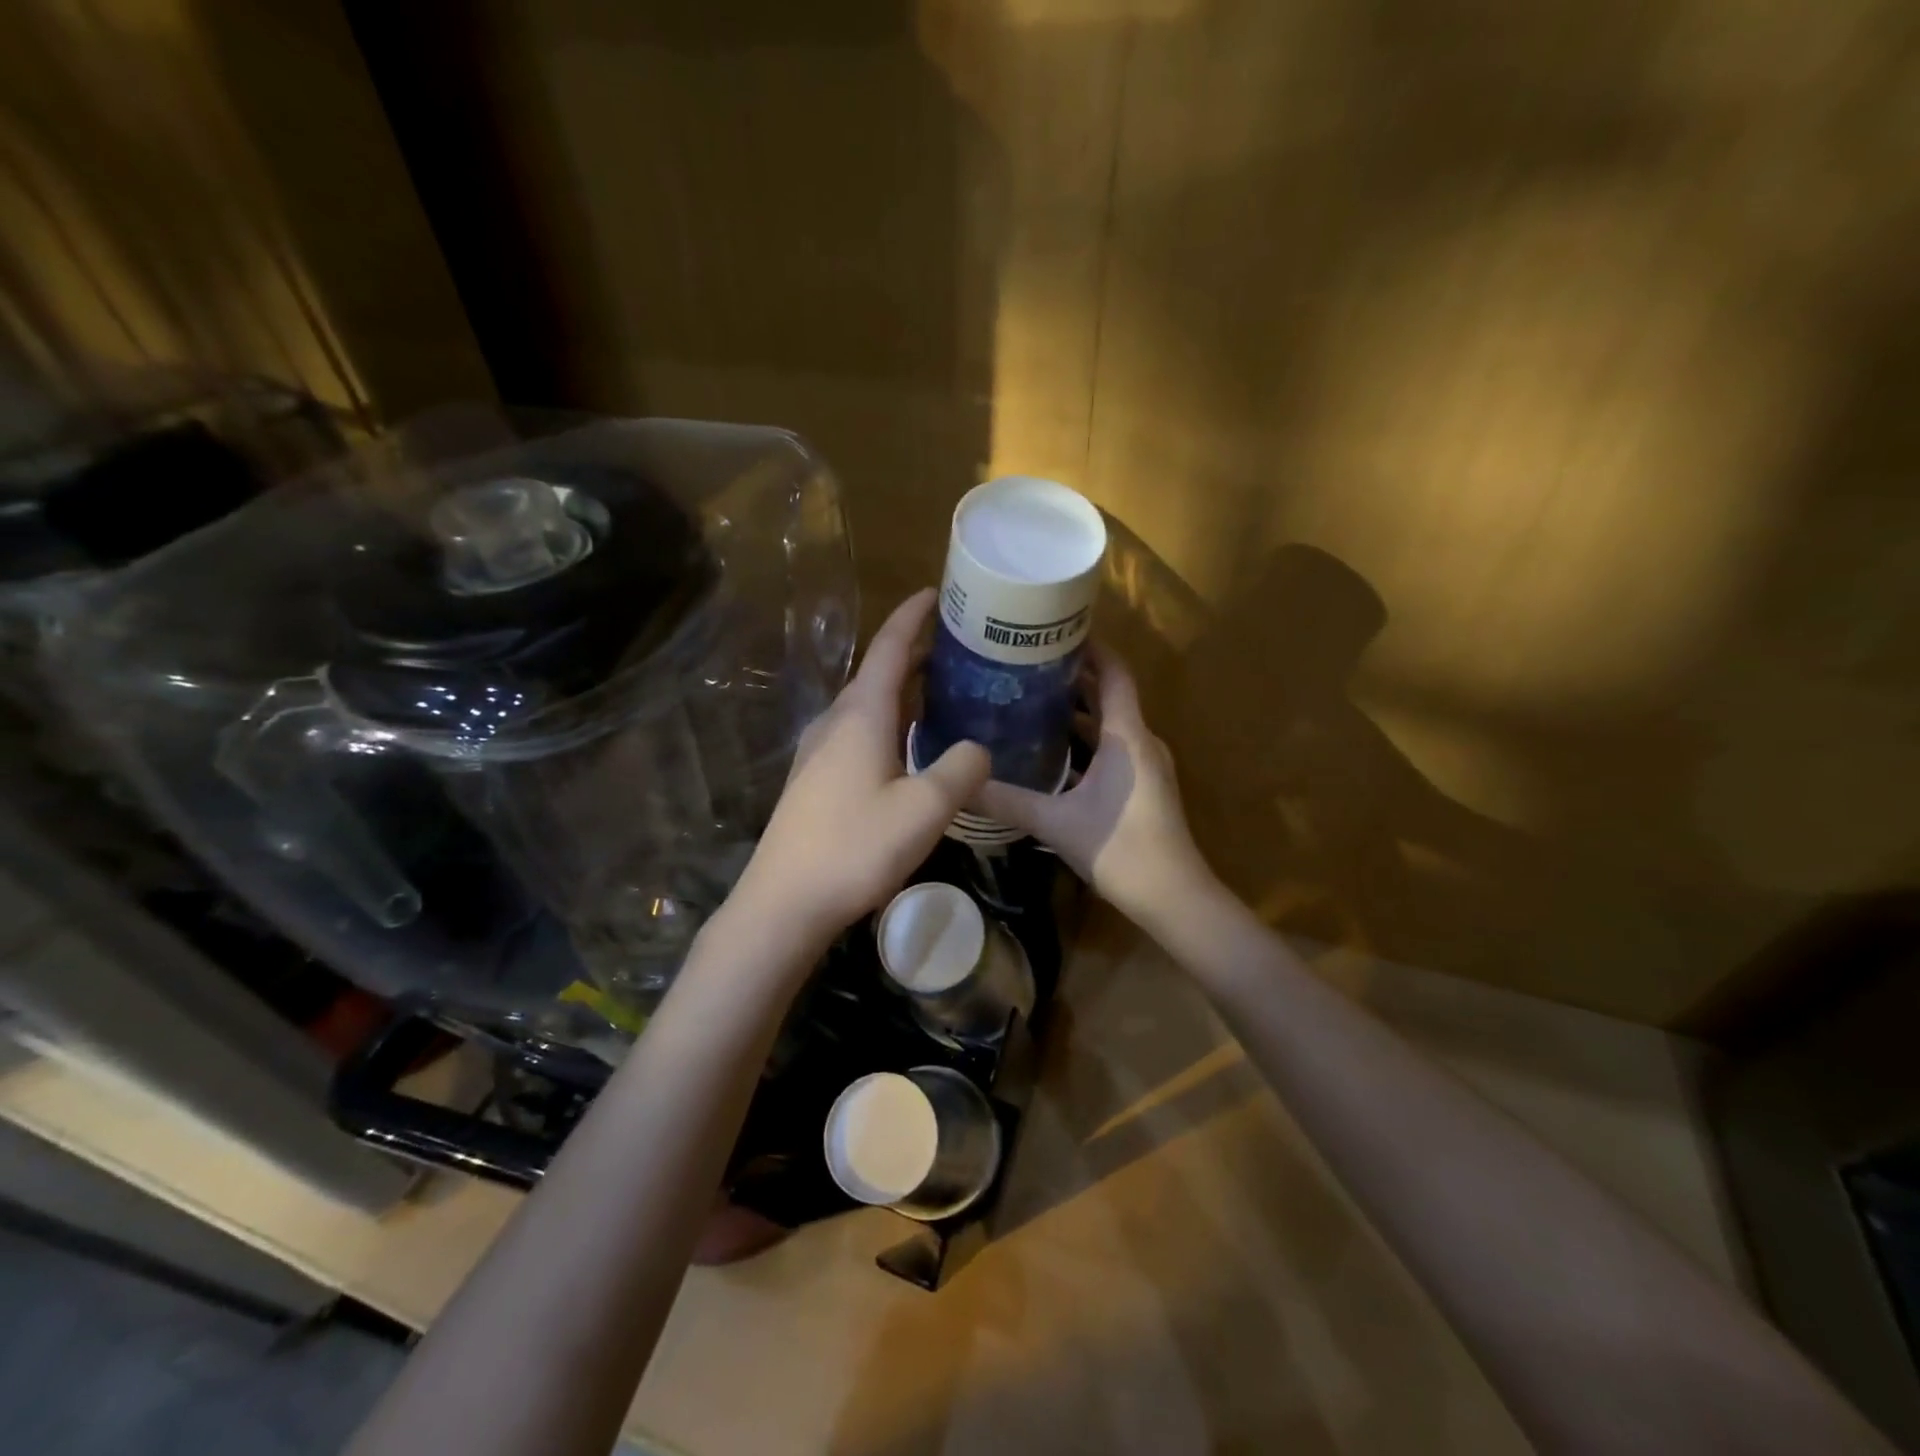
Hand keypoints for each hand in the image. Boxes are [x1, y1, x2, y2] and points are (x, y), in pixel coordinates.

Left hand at [727, 589, 989, 948]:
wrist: (784, 902)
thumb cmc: (856, 846)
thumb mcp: (925, 808)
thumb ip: (961, 769)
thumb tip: (977, 749)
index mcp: (861, 714)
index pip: (890, 647)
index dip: (913, 616)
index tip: (936, 592)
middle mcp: (835, 722)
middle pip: (878, 673)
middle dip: (916, 654)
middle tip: (959, 648)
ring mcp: (818, 751)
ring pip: (867, 706)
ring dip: (903, 691)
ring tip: (941, 692)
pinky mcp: (814, 780)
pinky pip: (857, 733)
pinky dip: (889, 722)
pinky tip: (907, 747)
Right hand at [975, 643, 1214, 931]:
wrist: (1173, 898)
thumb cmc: (1120, 849)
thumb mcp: (1055, 823)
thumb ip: (1007, 801)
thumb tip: (960, 783)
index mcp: (1126, 736)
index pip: (1114, 673)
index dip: (1091, 647)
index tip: (1056, 630)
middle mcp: (1139, 742)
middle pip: (1109, 694)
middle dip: (1073, 676)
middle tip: (1027, 664)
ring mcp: (1144, 765)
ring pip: (1110, 724)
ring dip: (1077, 710)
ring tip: (1031, 699)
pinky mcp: (1141, 787)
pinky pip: (1112, 748)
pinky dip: (1085, 740)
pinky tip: (1051, 750)